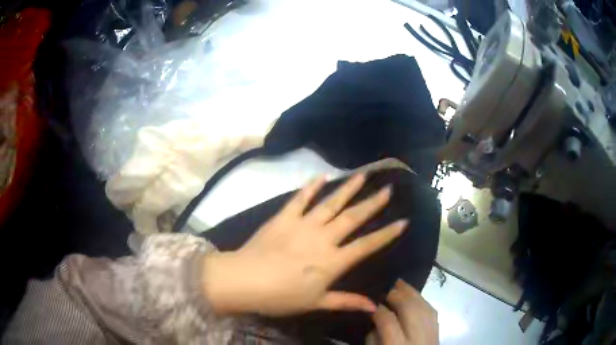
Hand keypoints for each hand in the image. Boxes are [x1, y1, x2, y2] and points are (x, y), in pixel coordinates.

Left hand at [201, 174, 407, 315]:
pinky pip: (300, 198)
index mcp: (332, 261)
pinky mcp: (283, 217)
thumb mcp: (316, 303)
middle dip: (373, 203)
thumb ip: (346, 301)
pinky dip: (311, 186)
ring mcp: (303, 224)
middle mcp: (323, 238)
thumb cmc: (281, 297)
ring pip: (331, 203)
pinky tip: (322, 176)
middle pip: (353, 218)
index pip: (367, 245)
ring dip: (348, 188)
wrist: (244, 280)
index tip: (404, 221)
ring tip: (362, 175)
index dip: (387, 234)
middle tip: (388, 188)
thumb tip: (373, 306)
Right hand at [367, 280, 438, 344]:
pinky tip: (414, 295)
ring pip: (425, 308)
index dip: (379, 309)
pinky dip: (422, 301)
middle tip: (386, 288)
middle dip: (398, 296)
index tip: (371, 302)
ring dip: (412, 294)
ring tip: (400, 284)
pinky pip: (432, 312)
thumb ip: (373, 337)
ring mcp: (431, 336)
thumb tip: (376, 316)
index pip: (388, 322)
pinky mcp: (438, 333)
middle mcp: (417, 340)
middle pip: (411, 311)